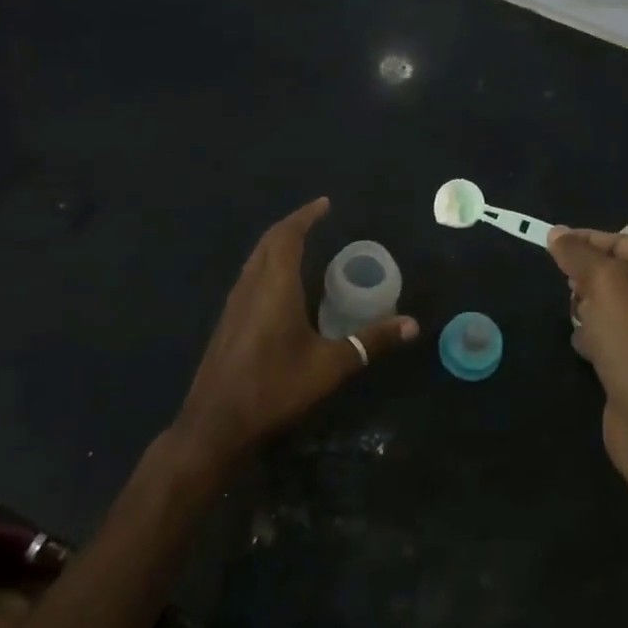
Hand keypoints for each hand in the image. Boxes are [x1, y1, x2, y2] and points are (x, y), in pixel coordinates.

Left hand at [174, 198, 417, 468]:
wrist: (215, 424)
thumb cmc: (273, 387)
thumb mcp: (329, 366)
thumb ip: (369, 342)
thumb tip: (412, 324)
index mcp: (274, 286)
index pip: (287, 236)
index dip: (305, 216)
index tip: (325, 204)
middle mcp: (251, 286)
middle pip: (268, 242)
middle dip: (292, 225)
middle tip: (316, 219)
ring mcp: (234, 304)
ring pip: (255, 259)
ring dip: (277, 244)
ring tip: (302, 244)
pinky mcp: (228, 322)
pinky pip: (250, 277)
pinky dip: (268, 265)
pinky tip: (281, 286)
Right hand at [549, 227, 627, 478]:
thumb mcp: (604, 284)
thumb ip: (579, 254)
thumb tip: (556, 232)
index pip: (620, 241)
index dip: (584, 241)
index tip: (549, 245)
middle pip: (613, 271)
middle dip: (585, 278)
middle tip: (571, 291)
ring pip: (608, 303)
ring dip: (586, 307)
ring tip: (579, 321)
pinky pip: (609, 335)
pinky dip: (593, 336)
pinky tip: (584, 348)